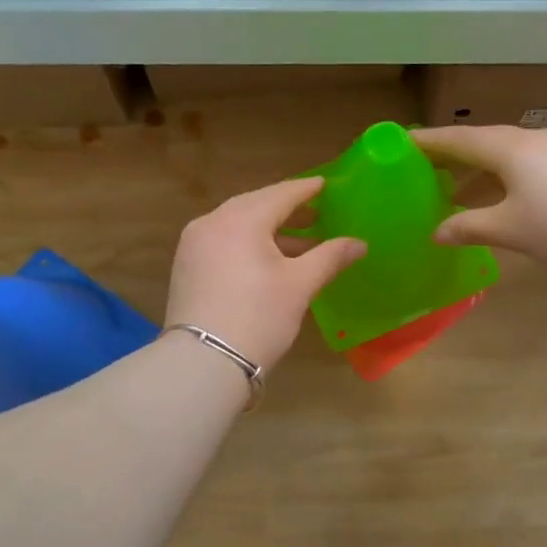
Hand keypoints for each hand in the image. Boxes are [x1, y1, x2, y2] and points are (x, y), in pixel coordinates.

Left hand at [165, 177, 366, 369]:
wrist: (204, 362)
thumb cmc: (259, 317)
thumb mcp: (300, 285)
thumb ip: (330, 257)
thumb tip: (359, 243)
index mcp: (241, 219)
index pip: (281, 194)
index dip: (306, 190)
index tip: (326, 185)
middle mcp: (212, 222)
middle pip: (256, 206)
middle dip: (287, 210)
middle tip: (316, 213)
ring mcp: (194, 244)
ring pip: (237, 225)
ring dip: (269, 230)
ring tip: (301, 243)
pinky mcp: (186, 266)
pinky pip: (223, 241)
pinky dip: (248, 243)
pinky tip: (268, 260)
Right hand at [412, 125, 546, 274]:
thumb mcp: (509, 229)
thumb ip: (469, 227)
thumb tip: (436, 233)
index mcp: (509, 148)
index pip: (459, 138)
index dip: (429, 140)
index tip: (402, 141)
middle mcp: (532, 138)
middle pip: (483, 140)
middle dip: (454, 152)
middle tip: (427, 165)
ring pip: (508, 150)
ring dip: (481, 165)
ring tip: (461, 185)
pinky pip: (530, 160)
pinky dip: (506, 172)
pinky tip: (507, 192)